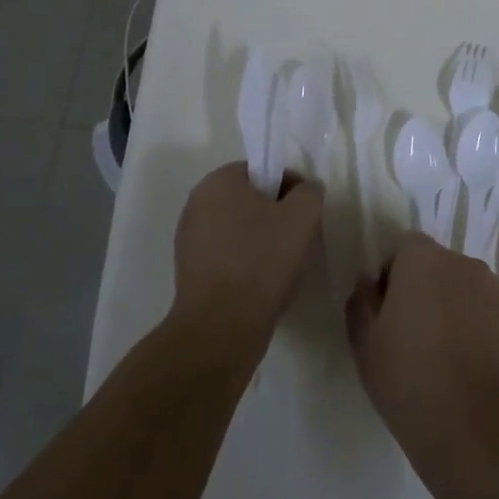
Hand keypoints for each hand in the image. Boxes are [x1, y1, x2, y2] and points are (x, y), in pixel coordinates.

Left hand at [172, 164, 323, 359]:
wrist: (221, 327)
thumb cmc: (262, 261)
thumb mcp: (302, 217)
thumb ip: (309, 192)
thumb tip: (306, 189)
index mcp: (218, 181)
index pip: (263, 171)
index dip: (290, 188)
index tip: (305, 215)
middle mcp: (197, 203)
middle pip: (249, 200)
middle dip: (275, 215)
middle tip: (298, 239)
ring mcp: (189, 238)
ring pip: (238, 229)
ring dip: (261, 240)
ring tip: (282, 266)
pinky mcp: (189, 270)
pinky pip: (226, 255)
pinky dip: (245, 262)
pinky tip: (262, 284)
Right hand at [345, 235, 498, 484]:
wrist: (476, 430)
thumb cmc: (409, 379)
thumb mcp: (364, 343)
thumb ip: (361, 302)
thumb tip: (370, 284)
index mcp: (424, 260)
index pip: (405, 249)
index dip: (393, 277)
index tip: (388, 315)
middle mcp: (466, 265)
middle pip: (441, 269)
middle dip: (428, 293)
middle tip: (415, 341)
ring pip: (471, 295)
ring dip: (459, 314)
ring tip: (448, 362)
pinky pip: (496, 322)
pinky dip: (485, 338)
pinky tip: (474, 376)